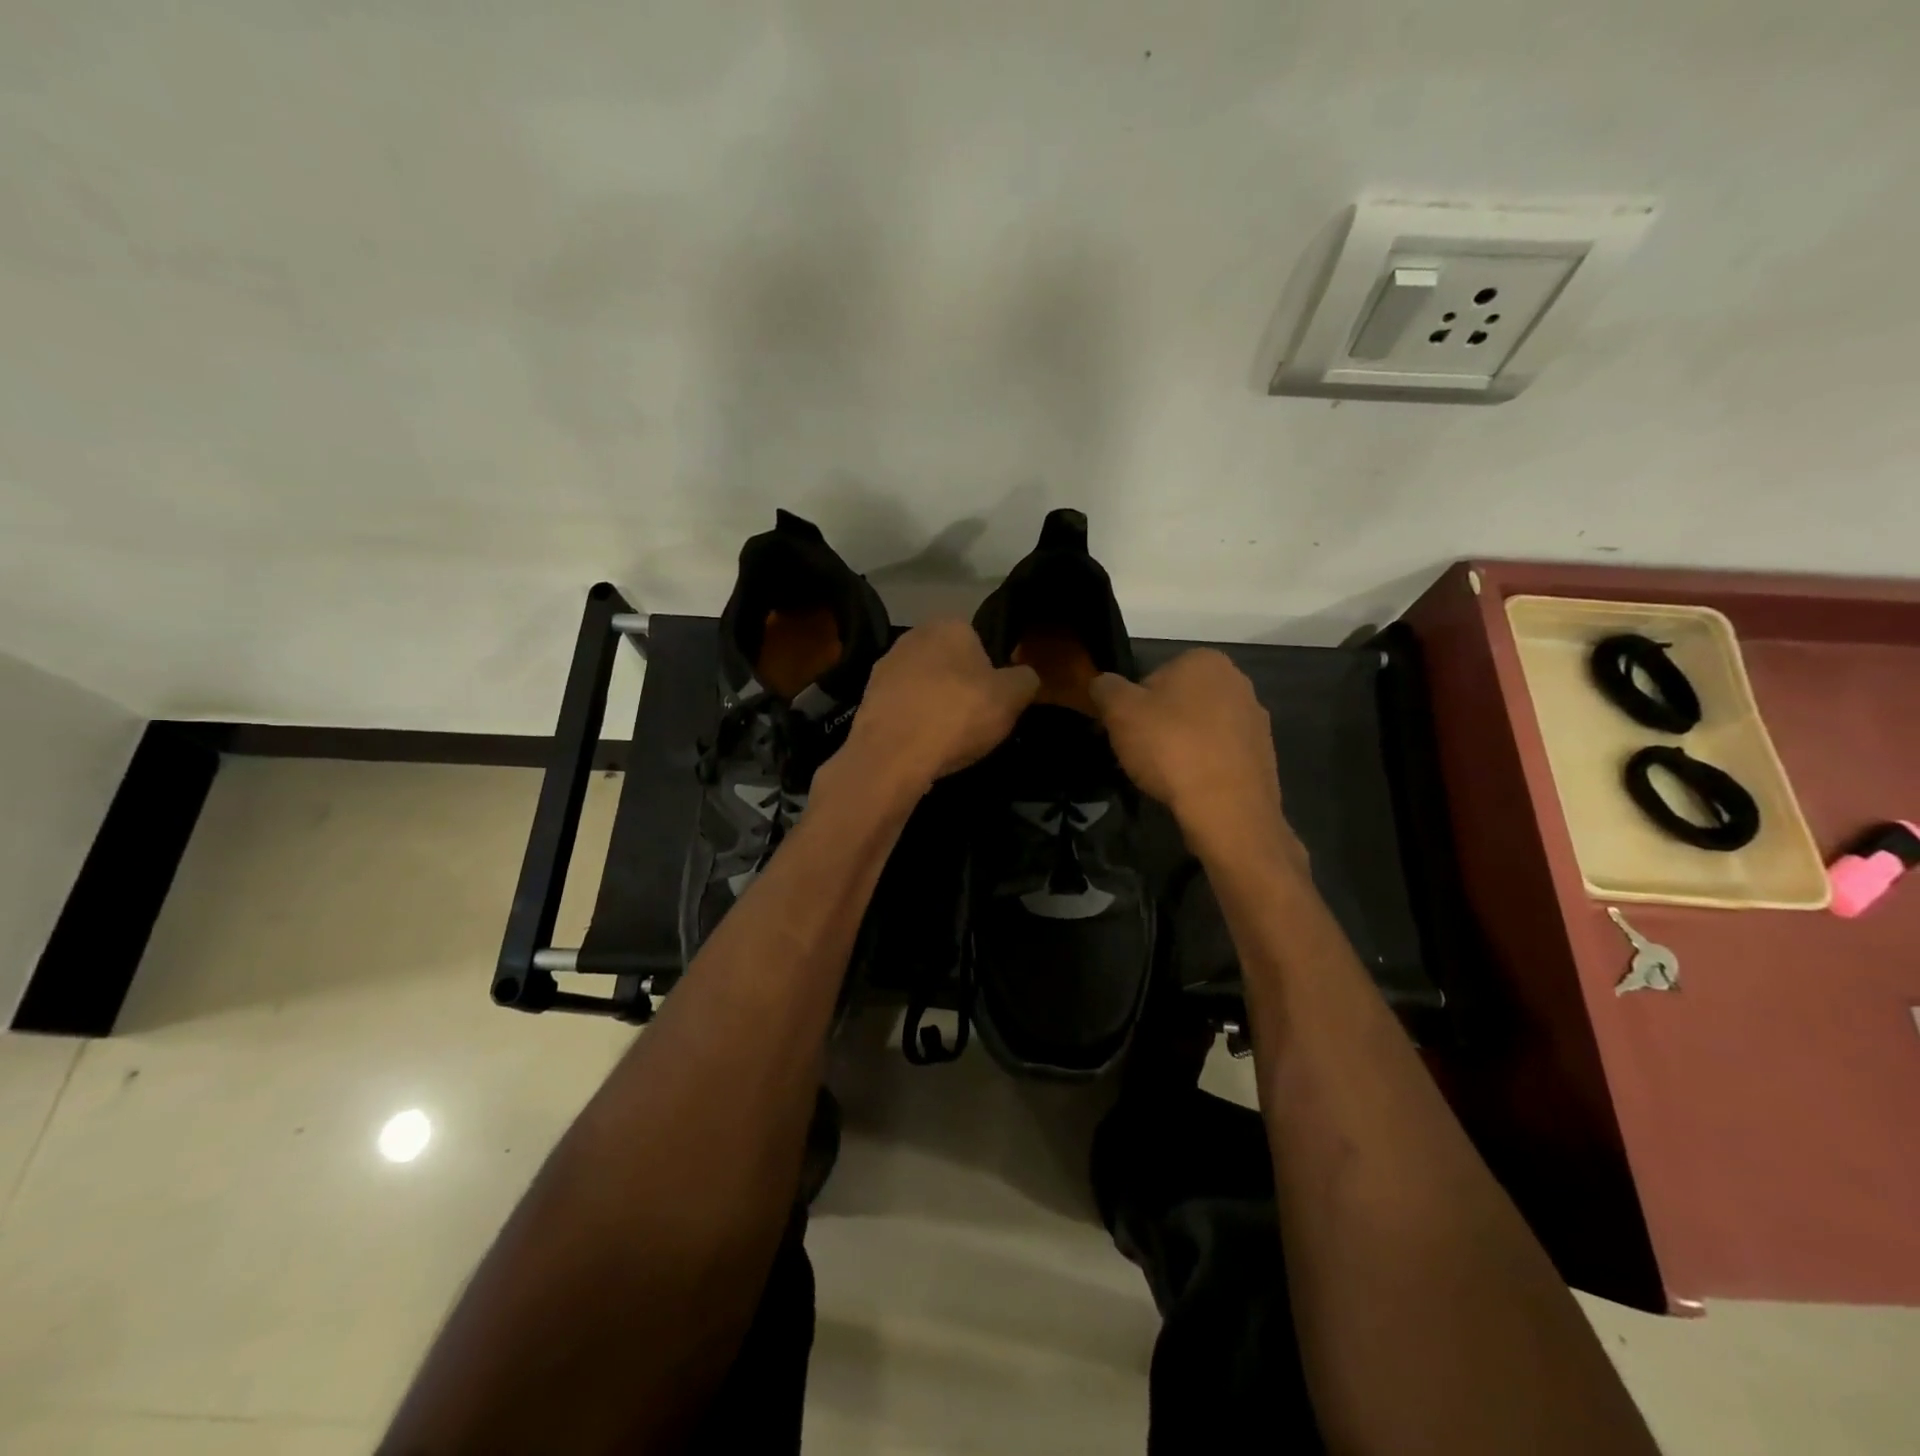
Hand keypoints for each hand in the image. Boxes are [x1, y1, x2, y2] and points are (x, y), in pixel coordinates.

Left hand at [840, 619, 1039, 795]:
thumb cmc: (958, 716)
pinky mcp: (866, 698)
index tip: (994, 703)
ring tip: (946, 740)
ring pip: (923, 687)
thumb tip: (1024, 676)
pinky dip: (912, 724)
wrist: (892, 754)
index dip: (991, 674)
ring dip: (934, 707)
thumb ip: (1025, 679)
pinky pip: (902, 709)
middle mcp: (912, 636)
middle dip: (960, 688)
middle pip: (949, 664)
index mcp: (950, 625)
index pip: (980, 643)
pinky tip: (920, 747)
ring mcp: (884, 667)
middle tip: (973, 722)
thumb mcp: (1012, 697)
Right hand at [1090, 649, 1302, 865]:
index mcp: (1204, 660)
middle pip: (1180, 702)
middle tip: (1141, 754)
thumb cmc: (1170, 747)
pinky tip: (1190, 786)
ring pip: (1202, 729)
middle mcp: (1238, 681)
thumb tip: (1103, 683)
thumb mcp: (1119, 711)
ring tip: (1166, 776)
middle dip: (1160, 724)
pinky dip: (1204, 766)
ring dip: (1183, 745)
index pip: (1153, 676)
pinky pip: (1221, 755)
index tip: (1125, 732)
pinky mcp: (1264, 755)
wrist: (1227, 807)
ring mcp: (1255, 719)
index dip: (1133, 706)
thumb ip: (1106, 688)